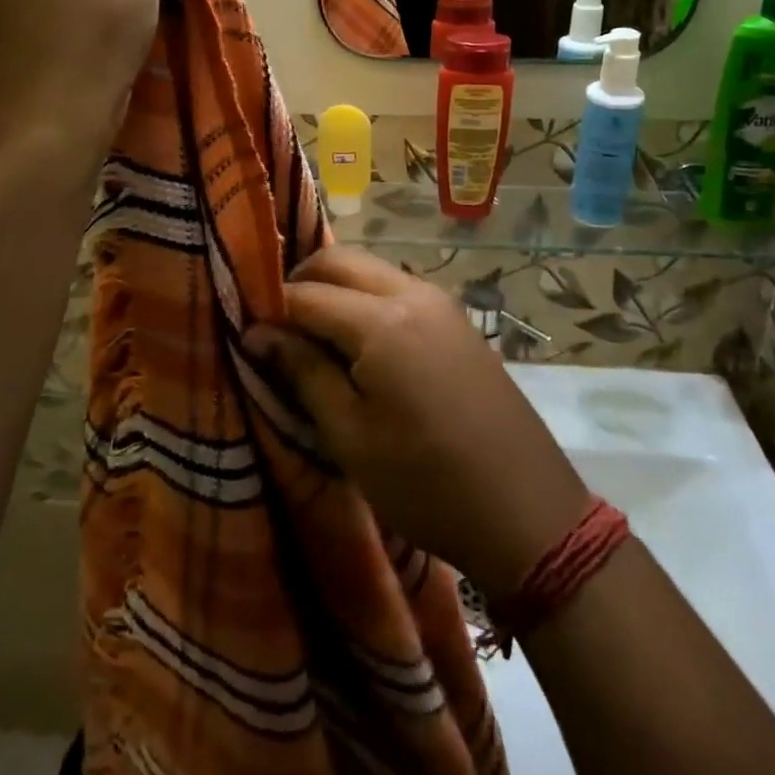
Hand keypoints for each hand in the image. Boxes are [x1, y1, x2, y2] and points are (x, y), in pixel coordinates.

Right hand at [245, 248, 590, 597]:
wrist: (529, 512)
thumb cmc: (427, 483)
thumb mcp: (351, 436)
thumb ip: (304, 372)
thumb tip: (259, 332)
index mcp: (382, 321)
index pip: (307, 293)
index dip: (270, 308)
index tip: (245, 330)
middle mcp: (412, 293)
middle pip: (340, 261)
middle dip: (301, 282)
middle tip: (276, 325)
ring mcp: (440, 302)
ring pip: (370, 270)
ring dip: (335, 288)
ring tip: (312, 335)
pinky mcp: (457, 319)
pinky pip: (397, 288)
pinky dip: (365, 299)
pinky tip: (357, 342)